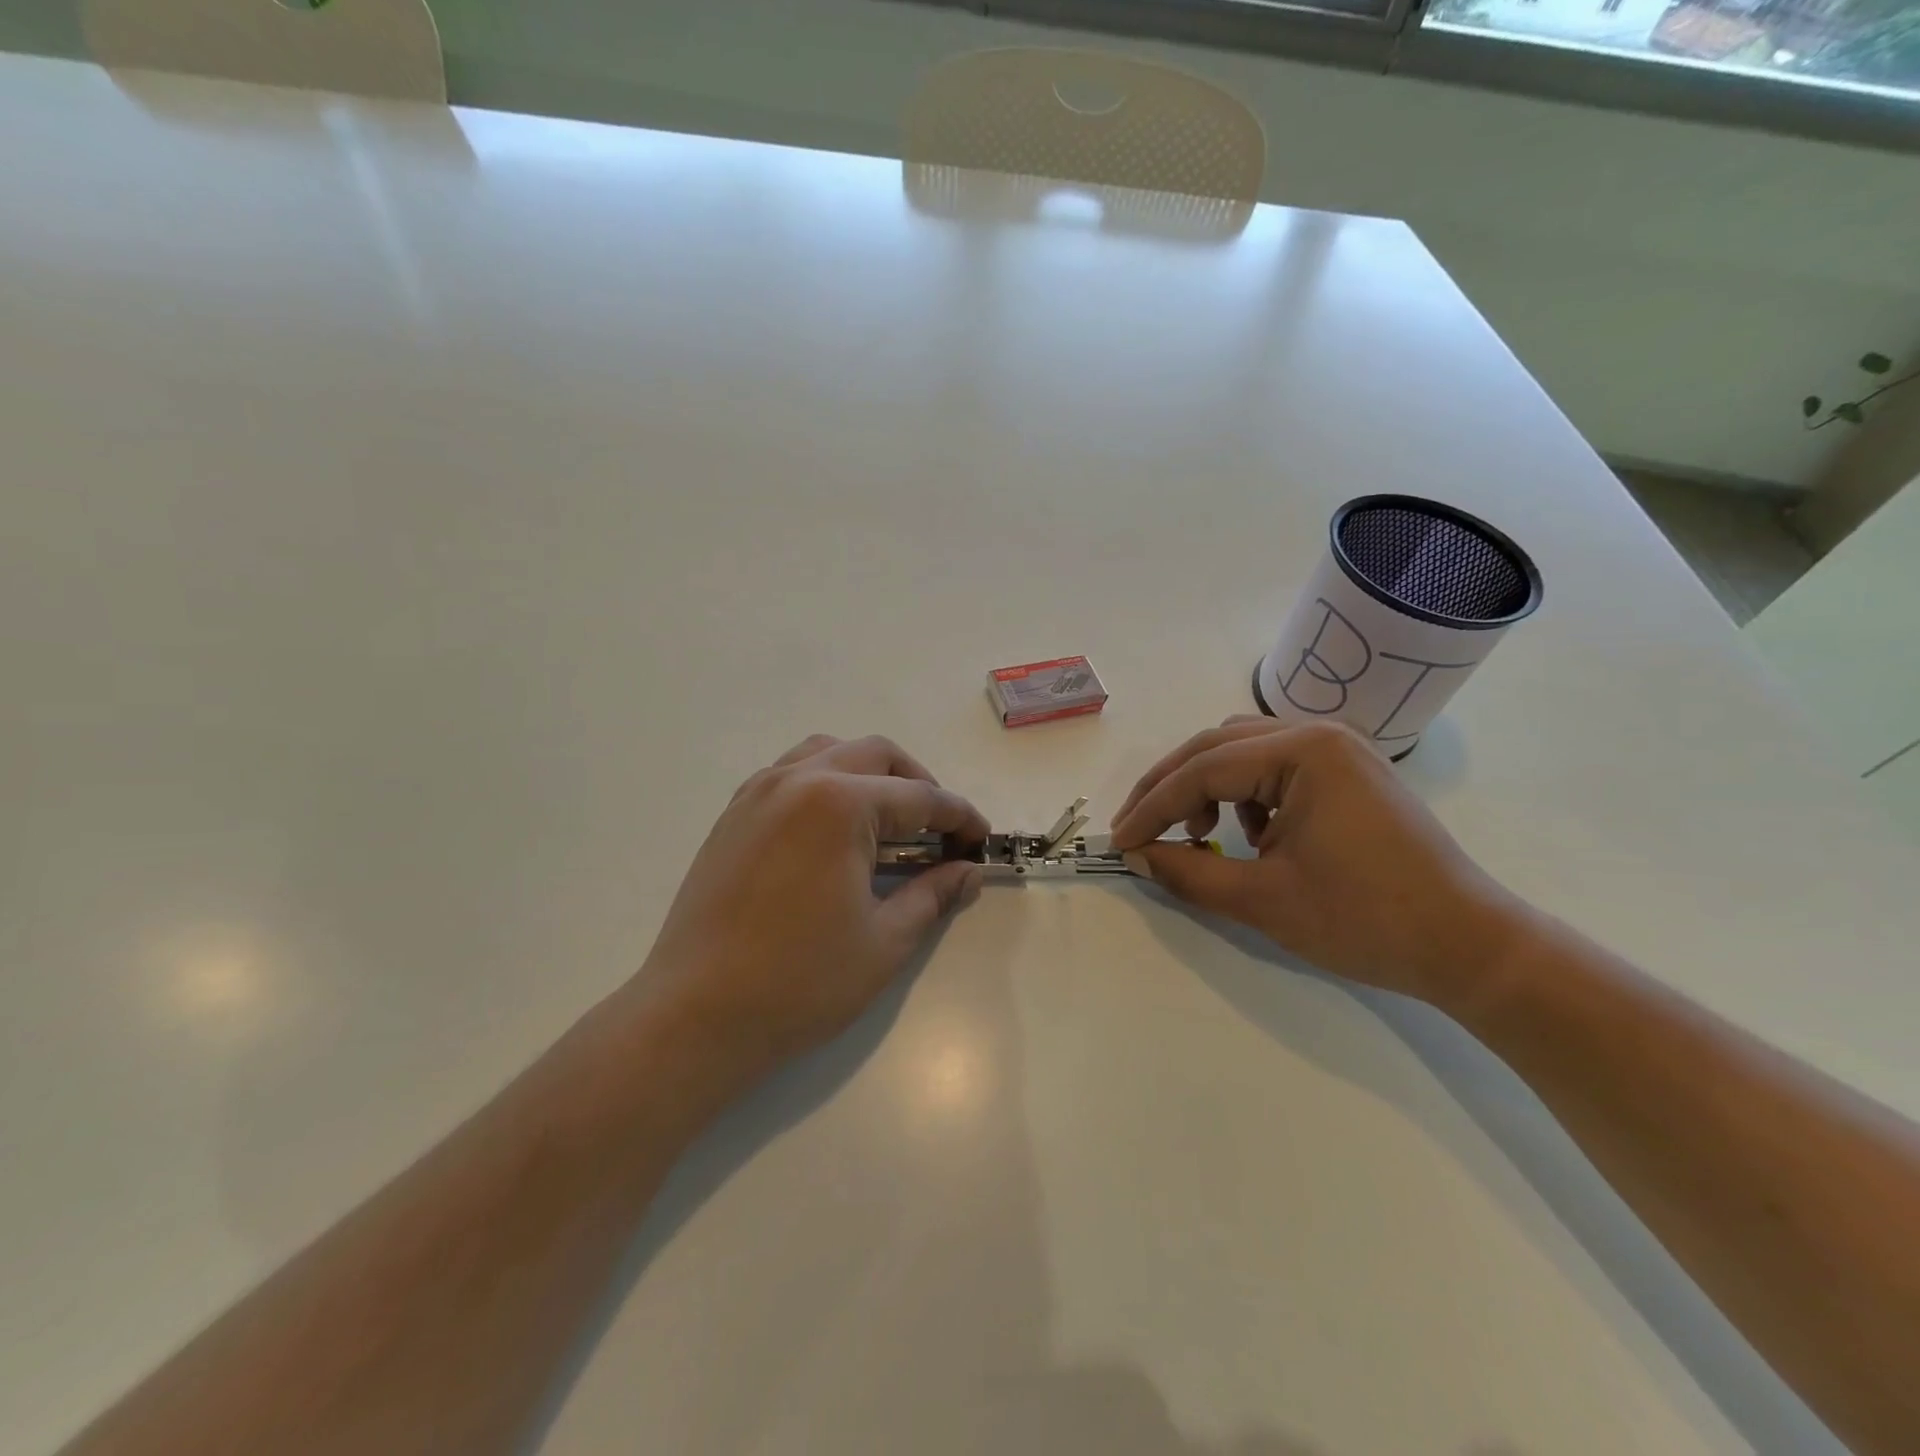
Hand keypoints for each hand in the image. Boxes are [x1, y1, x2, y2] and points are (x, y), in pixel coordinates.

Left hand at [627, 734, 988, 1089]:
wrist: (694, 1015)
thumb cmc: (800, 981)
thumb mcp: (885, 941)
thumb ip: (934, 894)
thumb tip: (970, 872)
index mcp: (840, 803)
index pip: (919, 797)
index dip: (959, 817)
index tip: (982, 839)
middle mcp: (798, 779)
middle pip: (876, 755)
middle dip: (918, 785)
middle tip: (939, 831)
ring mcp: (758, 792)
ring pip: (829, 752)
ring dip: (870, 775)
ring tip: (888, 822)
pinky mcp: (734, 814)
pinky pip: (791, 773)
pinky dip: (827, 783)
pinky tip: (835, 832)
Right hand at [1110, 718, 1525, 1003]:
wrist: (1469, 947)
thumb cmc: (1367, 921)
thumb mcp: (1263, 899)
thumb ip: (1189, 872)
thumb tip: (1138, 855)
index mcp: (1303, 752)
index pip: (1203, 770)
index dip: (1153, 807)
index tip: (1121, 842)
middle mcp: (1318, 733)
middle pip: (1217, 747)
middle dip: (1170, 788)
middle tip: (1138, 828)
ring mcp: (1338, 750)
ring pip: (1243, 751)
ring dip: (1205, 785)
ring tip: (1196, 832)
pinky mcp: (1347, 773)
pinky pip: (1274, 766)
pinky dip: (1244, 794)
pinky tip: (1250, 834)